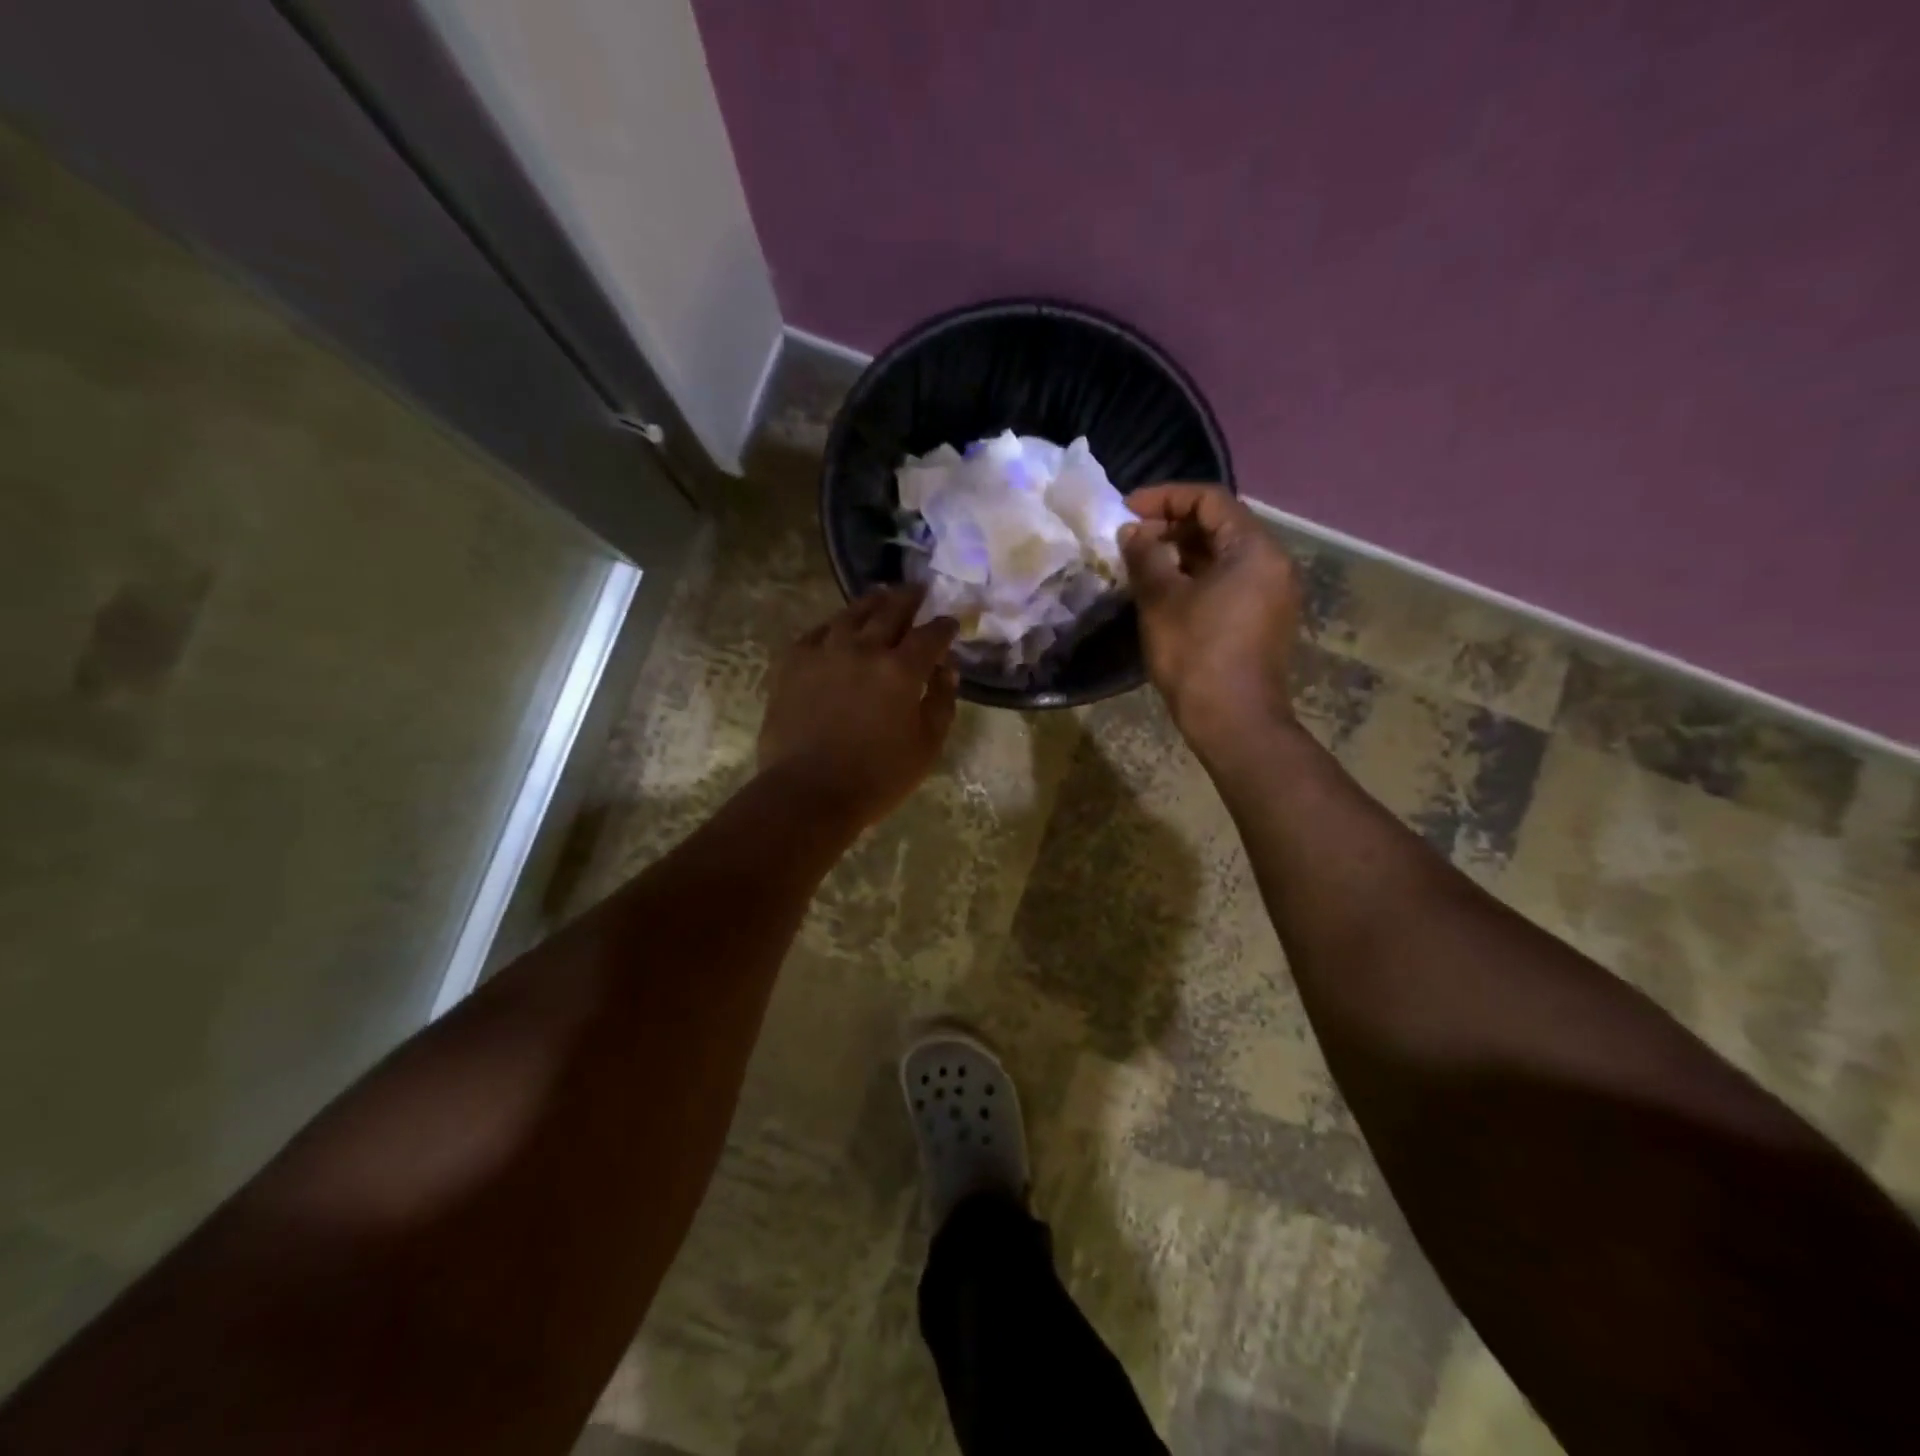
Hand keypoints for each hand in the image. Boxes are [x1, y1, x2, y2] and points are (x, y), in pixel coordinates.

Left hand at [758, 586, 959, 831]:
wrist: (808, 792)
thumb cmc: (877, 778)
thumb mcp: (927, 746)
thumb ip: (941, 701)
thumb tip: (947, 669)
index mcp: (901, 670)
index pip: (931, 634)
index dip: (944, 626)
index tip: (951, 623)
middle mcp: (864, 648)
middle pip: (891, 610)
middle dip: (910, 598)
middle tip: (919, 591)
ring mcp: (825, 651)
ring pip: (852, 613)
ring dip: (872, 602)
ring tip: (881, 597)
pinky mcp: (793, 662)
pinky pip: (818, 631)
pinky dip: (835, 625)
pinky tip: (838, 626)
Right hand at [1119, 484, 1300, 746]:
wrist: (1233, 720)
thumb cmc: (1195, 654)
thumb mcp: (1161, 600)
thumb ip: (1145, 556)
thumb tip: (1132, 531)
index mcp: (1254, 549)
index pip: (1210, 500)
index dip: (1165, 498)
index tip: (1126, 509)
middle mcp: (1272, 563)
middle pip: (1220, 526)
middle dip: (1172, 526)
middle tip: (1131, 539)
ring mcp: (1272, 593)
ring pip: (1224, 556)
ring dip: (1182, 553)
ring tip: (1143, 564)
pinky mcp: (1264, 619)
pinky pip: (1230, 581)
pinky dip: (1197, 576)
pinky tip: (1167, 592)